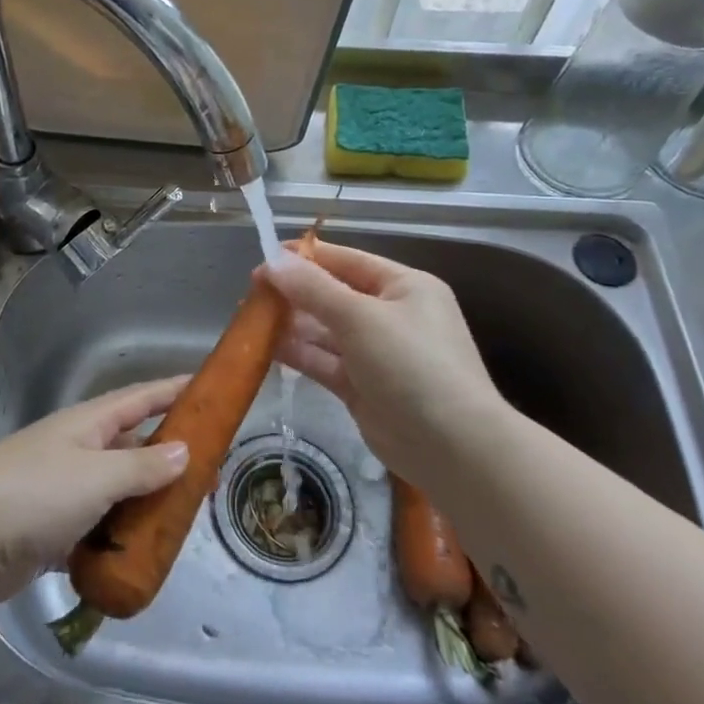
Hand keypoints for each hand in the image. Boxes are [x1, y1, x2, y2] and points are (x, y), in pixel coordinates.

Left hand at [0, 377, 190, 609]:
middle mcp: (76, 451)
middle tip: (211, 471)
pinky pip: (96, 530)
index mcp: (86, 425)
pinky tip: (141, 556)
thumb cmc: (30, 495)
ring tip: (185, 517)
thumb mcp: (94, 477)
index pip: (140, 398)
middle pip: (132, 445)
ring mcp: (61, 491)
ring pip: (116, 491)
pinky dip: (118, 540)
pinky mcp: (49, 532)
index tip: (209, 389)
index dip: (174, 391)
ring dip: (146, 503)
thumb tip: (183, 451)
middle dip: (169, 455)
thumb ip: (140, 466)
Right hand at [258, 239, 513, 477]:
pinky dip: (298, 354)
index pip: (347, 261)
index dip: (306, 257)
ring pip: (325, 330)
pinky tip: (266, 347)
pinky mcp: (362, 387)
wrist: (452, 447)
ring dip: (292, 324)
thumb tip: (272, 261)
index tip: (265, 256)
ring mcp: (376, 353)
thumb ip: (313, 289)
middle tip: (252, 291)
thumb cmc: (412, 364)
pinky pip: (324, 361)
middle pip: (333, 295)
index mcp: (403, 287)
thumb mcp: (360, 317)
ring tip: (251, 317)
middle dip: (295, 292)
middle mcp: (391, 315)